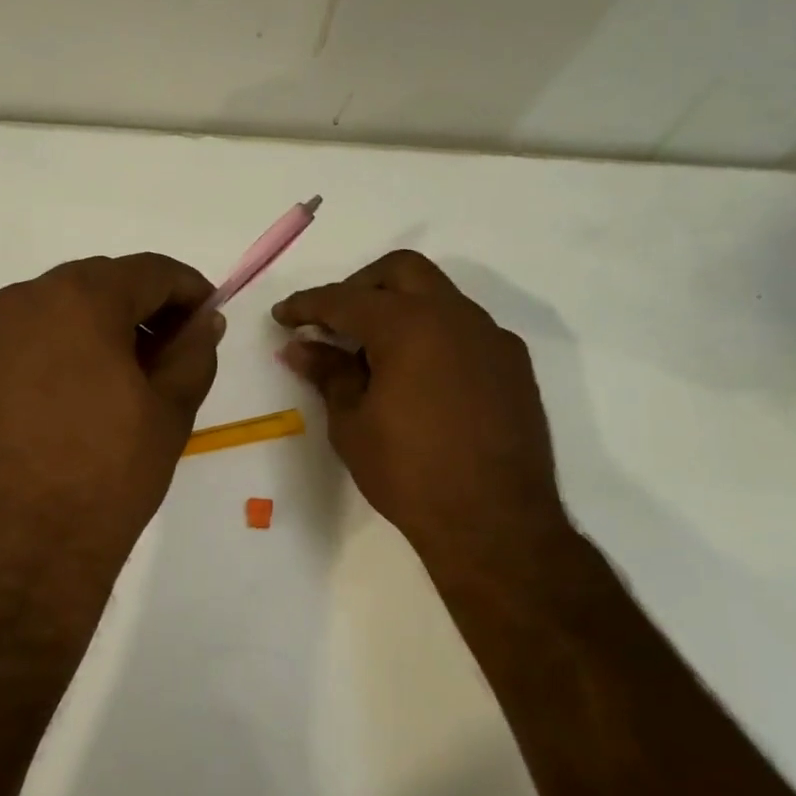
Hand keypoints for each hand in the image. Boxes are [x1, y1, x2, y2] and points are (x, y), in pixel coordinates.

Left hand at [0, 254, 223, 622]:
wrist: (21, 550)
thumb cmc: (109, 474)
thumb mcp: (171, 410)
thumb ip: (194, 351)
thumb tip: (204, 320)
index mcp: (80, 299)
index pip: (149, 271)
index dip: (188, 289)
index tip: (208, 315)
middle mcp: (23, 301)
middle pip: (97, 285)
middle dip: (140, 309)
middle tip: (168, 351)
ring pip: (54, 313)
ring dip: (93, 330)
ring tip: (118, 380)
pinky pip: (19, 346)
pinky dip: (52, 355)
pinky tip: (67, 402)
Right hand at [273, 250, 569, 578]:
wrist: (496, 524)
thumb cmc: (409, 473)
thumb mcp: (353, 423)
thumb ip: (328, 373)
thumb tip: (300, 346)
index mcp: (409, 325)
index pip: (345, 299)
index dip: (307, 305)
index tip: (282, 316)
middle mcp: (455, 316)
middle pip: (401, 271)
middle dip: (360, 286)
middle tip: (333, 321)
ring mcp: (491, 337)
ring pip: (438, 296)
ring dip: (400, 308)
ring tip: (373, 352)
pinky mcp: (513, 364)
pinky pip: (464, 328)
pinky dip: (432, 333)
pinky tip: (418, 374)